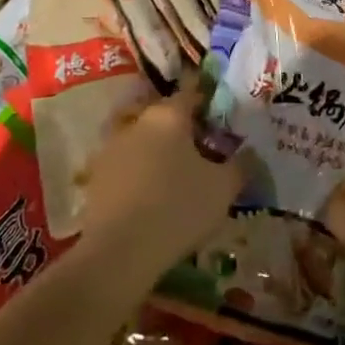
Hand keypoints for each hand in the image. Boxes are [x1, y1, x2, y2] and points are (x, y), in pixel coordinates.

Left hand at [80, 83, 240, 268]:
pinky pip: (125, 164)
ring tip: (175, 171)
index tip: (220, 113)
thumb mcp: (224, 188)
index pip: (191, 92)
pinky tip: (151, 193)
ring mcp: (111, 149)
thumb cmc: (178, 208)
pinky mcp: (95, 178)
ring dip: (156, 148)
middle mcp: (137, 122)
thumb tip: (250, 152)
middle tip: (201, 144)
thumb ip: (240, 165)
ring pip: (141, 137)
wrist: (118, 253)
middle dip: (181, 125)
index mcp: (169, 115)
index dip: (208, 99)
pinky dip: (138, 171)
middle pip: (163, 114)